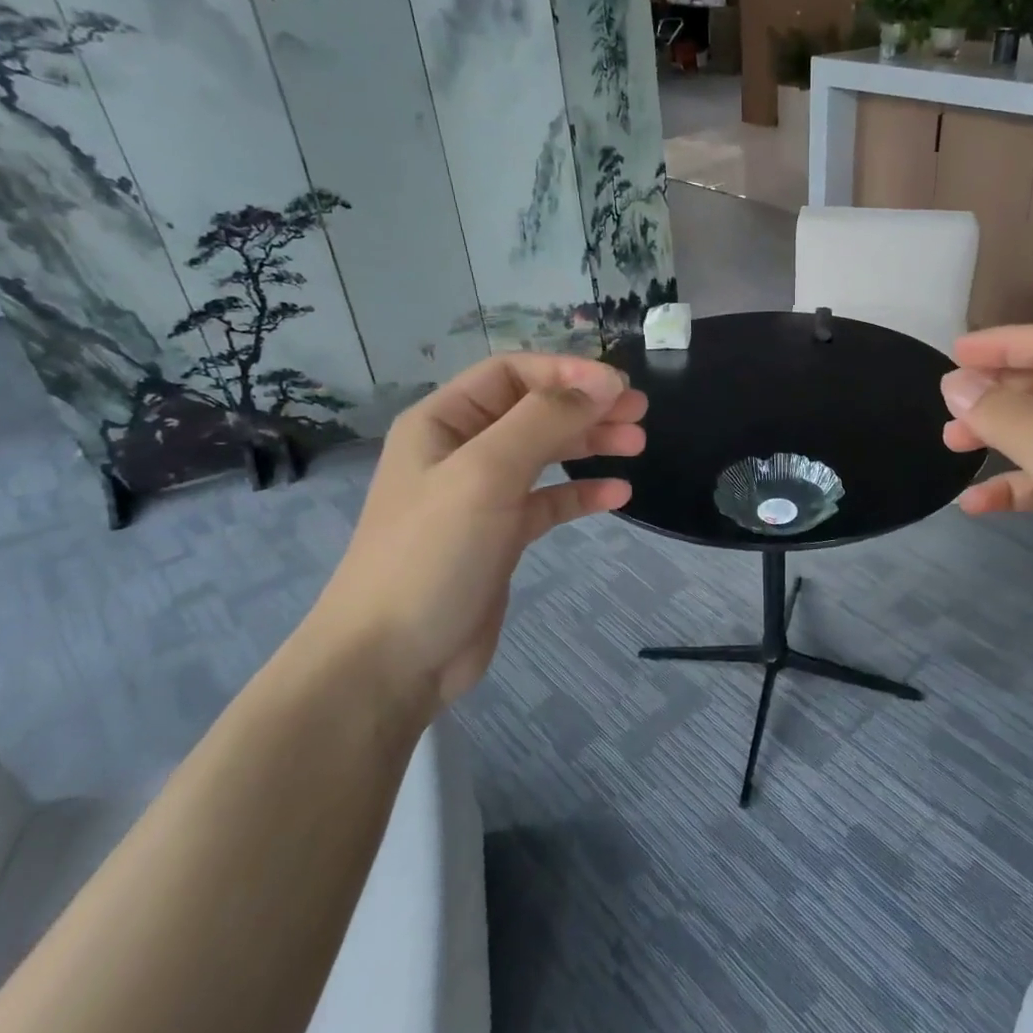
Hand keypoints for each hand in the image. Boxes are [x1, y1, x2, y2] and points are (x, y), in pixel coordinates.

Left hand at [301, 353, 645, 705]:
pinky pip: (549, 502)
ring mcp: (482, 496)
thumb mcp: (486, 473)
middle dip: (587, 406)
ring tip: (637, 446)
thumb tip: (604, 383)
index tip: (619, 386)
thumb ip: (545, 420)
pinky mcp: (501, 537)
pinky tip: (618, 495)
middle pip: (534, 410)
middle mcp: (462, 450)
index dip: (567, 372)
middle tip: (639, 413)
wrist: (393, 659)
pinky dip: (582, 494)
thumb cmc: (433, 553)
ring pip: (546, 454)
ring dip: (590, 444)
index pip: (511, 373)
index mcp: (443, 422)